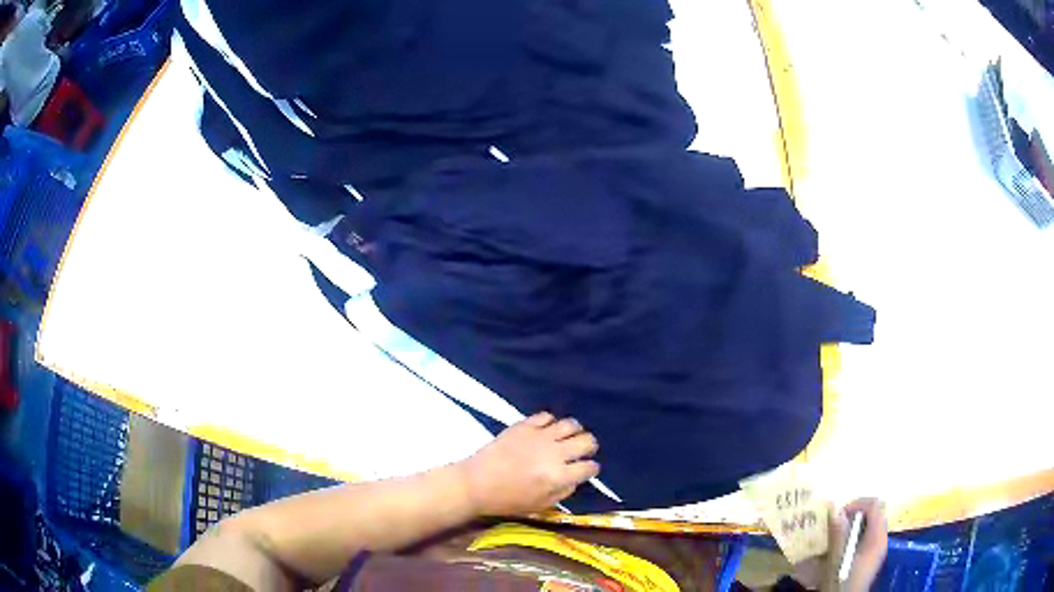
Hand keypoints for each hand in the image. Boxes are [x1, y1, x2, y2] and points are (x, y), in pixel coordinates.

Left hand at [457, 412, 599, 515]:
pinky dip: (551, 422)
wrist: (476, 483)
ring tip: (568, 437)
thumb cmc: (507, 500)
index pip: (589, 467)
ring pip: (571, 424)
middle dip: (589, 447)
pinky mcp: (524, 425)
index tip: (587, 469)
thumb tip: (576, 478)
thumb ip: (563, 492)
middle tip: (582, 451)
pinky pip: (547, 416)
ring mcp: (539, 436)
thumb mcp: (540, 505)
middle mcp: (554, 453)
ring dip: (574, 431)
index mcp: (558, 476)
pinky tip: (547, 431)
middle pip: (587, 441)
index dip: (591, 469)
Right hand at [823, 498, 887, 591]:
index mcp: (877, 537)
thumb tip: (836, 510)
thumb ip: (838, 535)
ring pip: (870, 524)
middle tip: (836, 523)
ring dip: (853, 525)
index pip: (874, 505)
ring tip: (837, 534)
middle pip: (873, 513)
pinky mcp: (871, 556)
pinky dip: (855, 535)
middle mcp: (881, 539)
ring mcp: (878, 548)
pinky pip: (867, 536)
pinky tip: (841, 547)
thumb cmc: (842, 582)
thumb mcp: (837, 560)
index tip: (839, 514)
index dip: (857, 504)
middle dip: (855, 514)